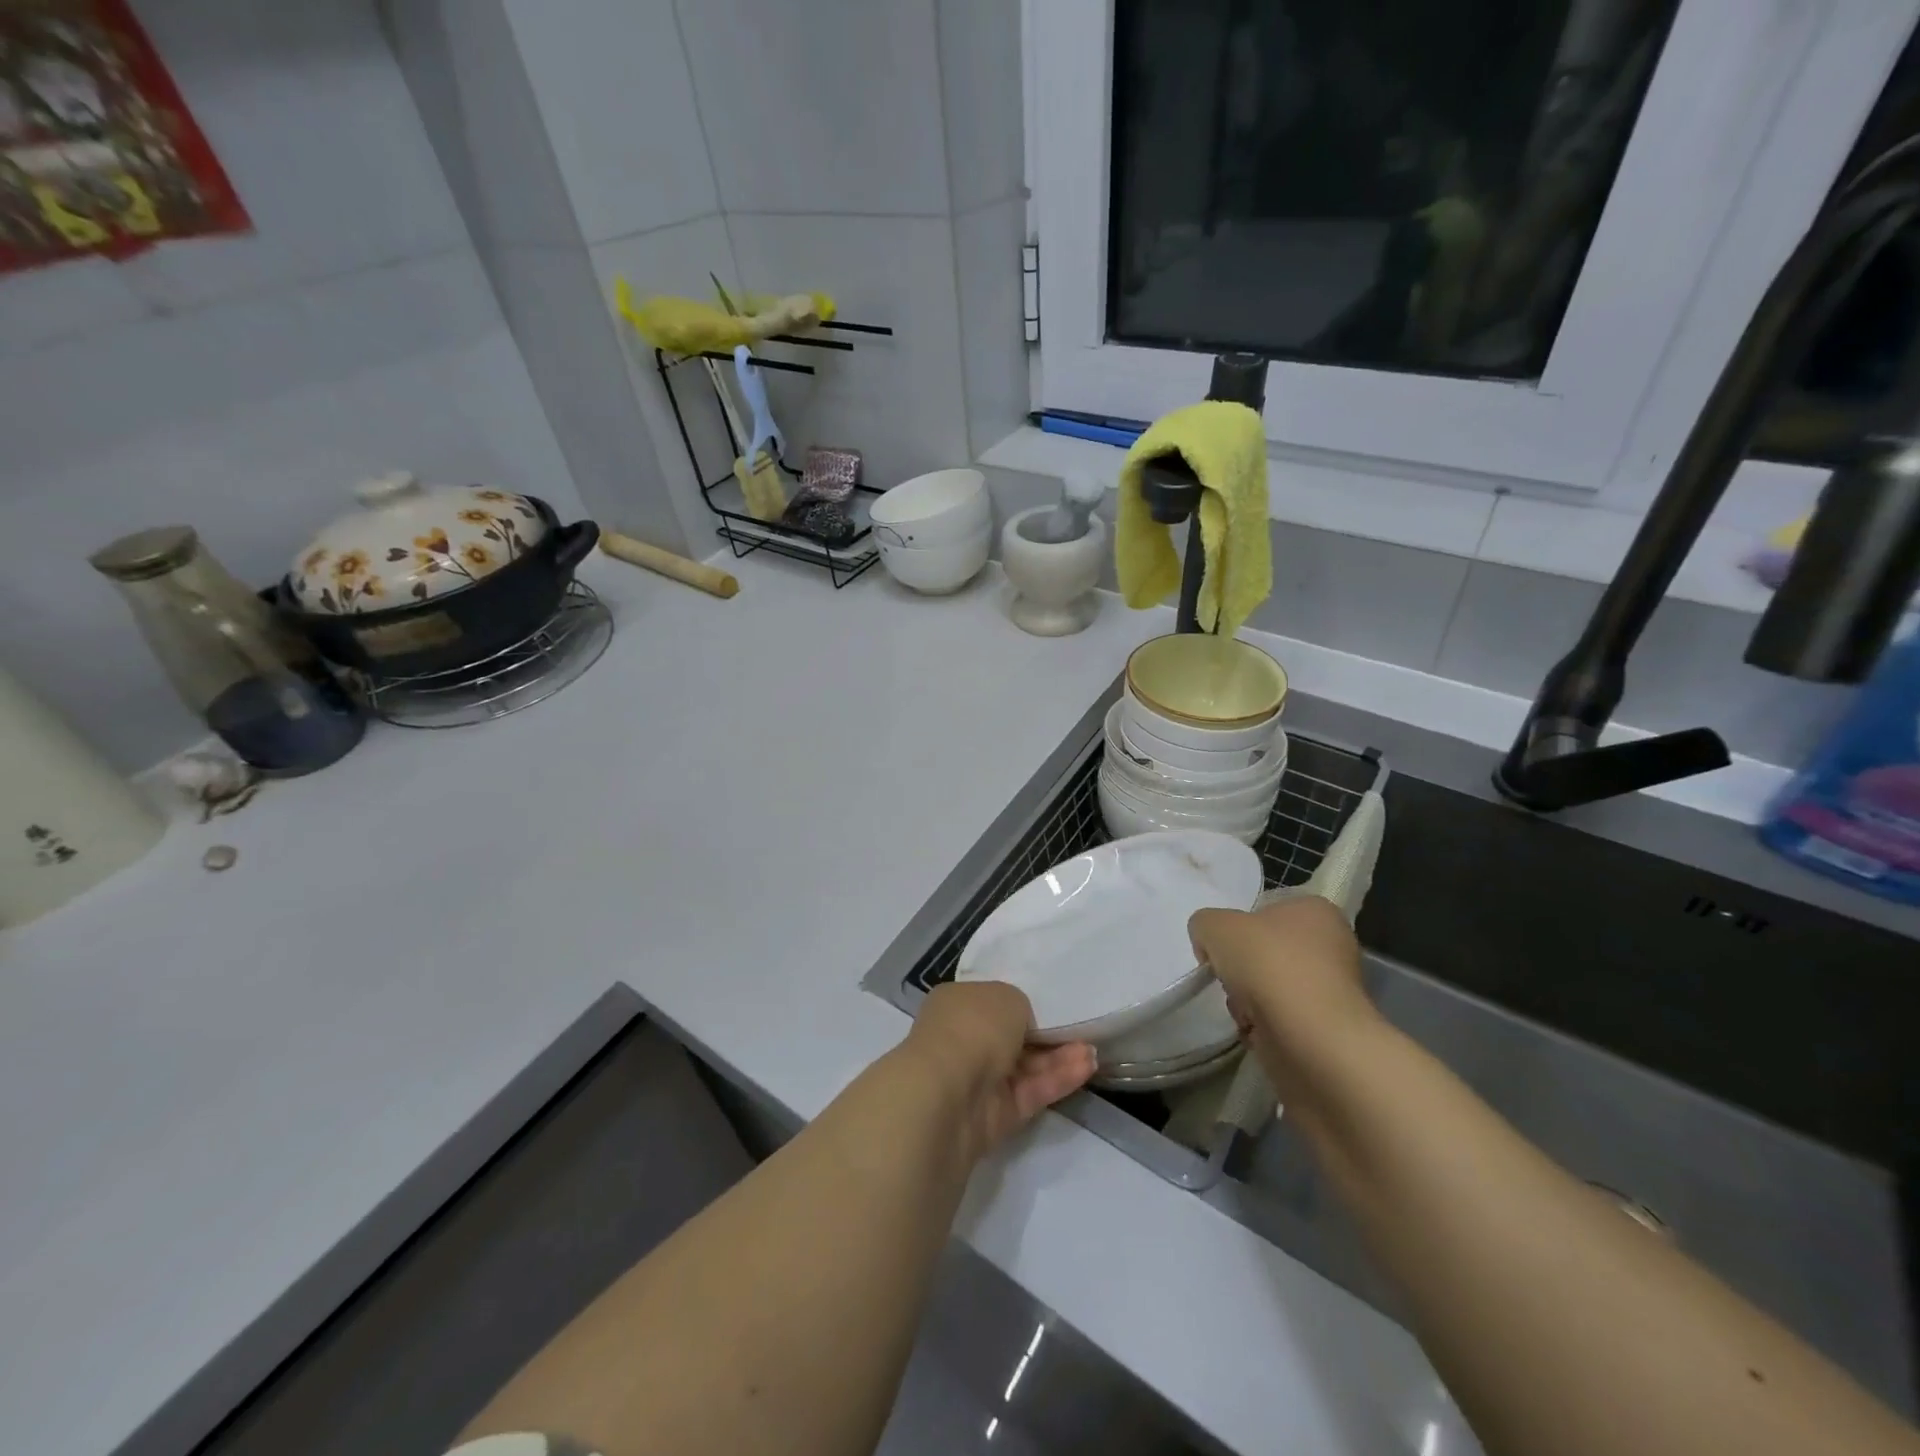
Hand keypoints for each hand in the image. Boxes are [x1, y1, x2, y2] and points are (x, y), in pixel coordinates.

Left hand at [902, 982, 1095, 1161]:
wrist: (948, 1095)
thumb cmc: (972, 1027)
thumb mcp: (1006, 996)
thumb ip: (1020, 1006)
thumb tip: (1023, 1025)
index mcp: (956, 1004)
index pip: (990, 1001)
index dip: (1020, 1002)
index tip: (1050, 1003)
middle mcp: (963, 1040)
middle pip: (1010, 1036)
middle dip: (1045, 1034)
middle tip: (1079, 1027)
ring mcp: (978, 1080)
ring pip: (1024, 1067)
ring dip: (1058, 1058)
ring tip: (1093, 1050)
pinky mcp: (995, 1116)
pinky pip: (1030, 1092)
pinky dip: (1057, 1080)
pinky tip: (1086, 1067)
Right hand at [1188, 895, 1378, 1105]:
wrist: (1311, 1038)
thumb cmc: (1268, 965)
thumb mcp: (1214, 925)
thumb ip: (1204, 924)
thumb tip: (1210, 946)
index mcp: (1314, 911)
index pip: (1264, 911)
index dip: (1236, 929)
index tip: (1221, 948)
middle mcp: (1331, 945)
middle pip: (1264, 952)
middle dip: (1239, 968)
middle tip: (1230, 978)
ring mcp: (1331, 990)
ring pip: (1268, 987)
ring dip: (1246, 999)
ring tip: (1243, 1009)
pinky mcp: (1325, 1029)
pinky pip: (1279, 1019)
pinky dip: (1261, 1025)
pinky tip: (1256, 1029)